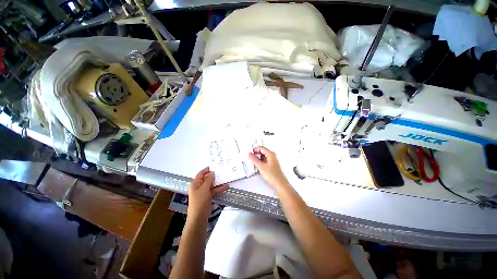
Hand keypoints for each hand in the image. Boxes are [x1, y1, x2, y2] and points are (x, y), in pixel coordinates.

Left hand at [188, 167, 227, 219]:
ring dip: (218, 182)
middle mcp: (199, 186)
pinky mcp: (207, 196)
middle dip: (214, 176)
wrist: (199, 217)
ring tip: (226, 179)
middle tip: (222, 172)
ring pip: (211, 184)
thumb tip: (212, 172)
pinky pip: (213, 190)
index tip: (215, 166)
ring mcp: (203, 192)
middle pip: (207, 178)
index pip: (201, 173)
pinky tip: (226, 187)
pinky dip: (218, 188)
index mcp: (195, 183)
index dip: (207, 169)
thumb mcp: (205, 188)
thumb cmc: (200, 200)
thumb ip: (209, 179)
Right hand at [248, 147, 288, 188]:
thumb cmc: (273, 175)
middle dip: (256, 154)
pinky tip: (257, 167)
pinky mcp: (271, 166)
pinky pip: (264, 161)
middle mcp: (272, 156)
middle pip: (262, 152)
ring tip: (253, 163)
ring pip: (263, 157)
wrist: (279, 184)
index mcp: (271, 154)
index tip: (250, 153)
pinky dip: (260, 163)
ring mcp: (272, 161)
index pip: (261, 148)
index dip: (255, 150)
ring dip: (257, 159)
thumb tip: (249, 154)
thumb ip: (254, 160)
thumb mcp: (261, 166)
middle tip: (250, 158)